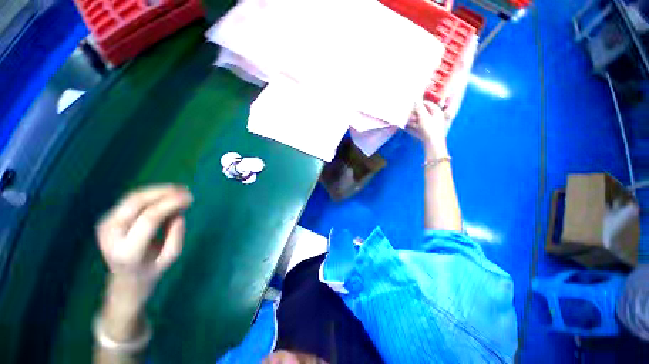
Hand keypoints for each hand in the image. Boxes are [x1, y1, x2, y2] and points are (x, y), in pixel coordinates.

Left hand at [96, 185, 192, 278]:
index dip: (170, 204)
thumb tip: (179, 214)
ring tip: (179, 190)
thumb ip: (176, 235)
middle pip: (136, 203)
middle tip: (185, 189)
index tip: (189, 198)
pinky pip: (130, 200)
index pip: (149, 219)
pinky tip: (166, 194)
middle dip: (163, 192)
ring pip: (132, 198)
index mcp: (128, 251)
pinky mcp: (107, 219)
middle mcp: (111, 235)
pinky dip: (151, 194)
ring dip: (157, 190)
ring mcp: (105, 225)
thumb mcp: (171, 257)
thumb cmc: (152, 269)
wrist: (124, 278)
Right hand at [407, 101, 448, 154]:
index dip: (420, 103)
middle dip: (415, 113)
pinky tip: (406, 127)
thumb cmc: (429, 128)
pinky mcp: (426, 133)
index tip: (412, 104)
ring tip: (405, 121)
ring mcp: (430, 126)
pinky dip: (412, 127)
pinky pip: (418, 128)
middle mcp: (434, 118)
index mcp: (436, 112)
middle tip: (407, 114)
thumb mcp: (423, 116)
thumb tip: (416, 101)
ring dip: (412, 121)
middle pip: (423, 113)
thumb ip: (419, 108)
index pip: (428, 104)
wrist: (432, 143)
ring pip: (420, 121)